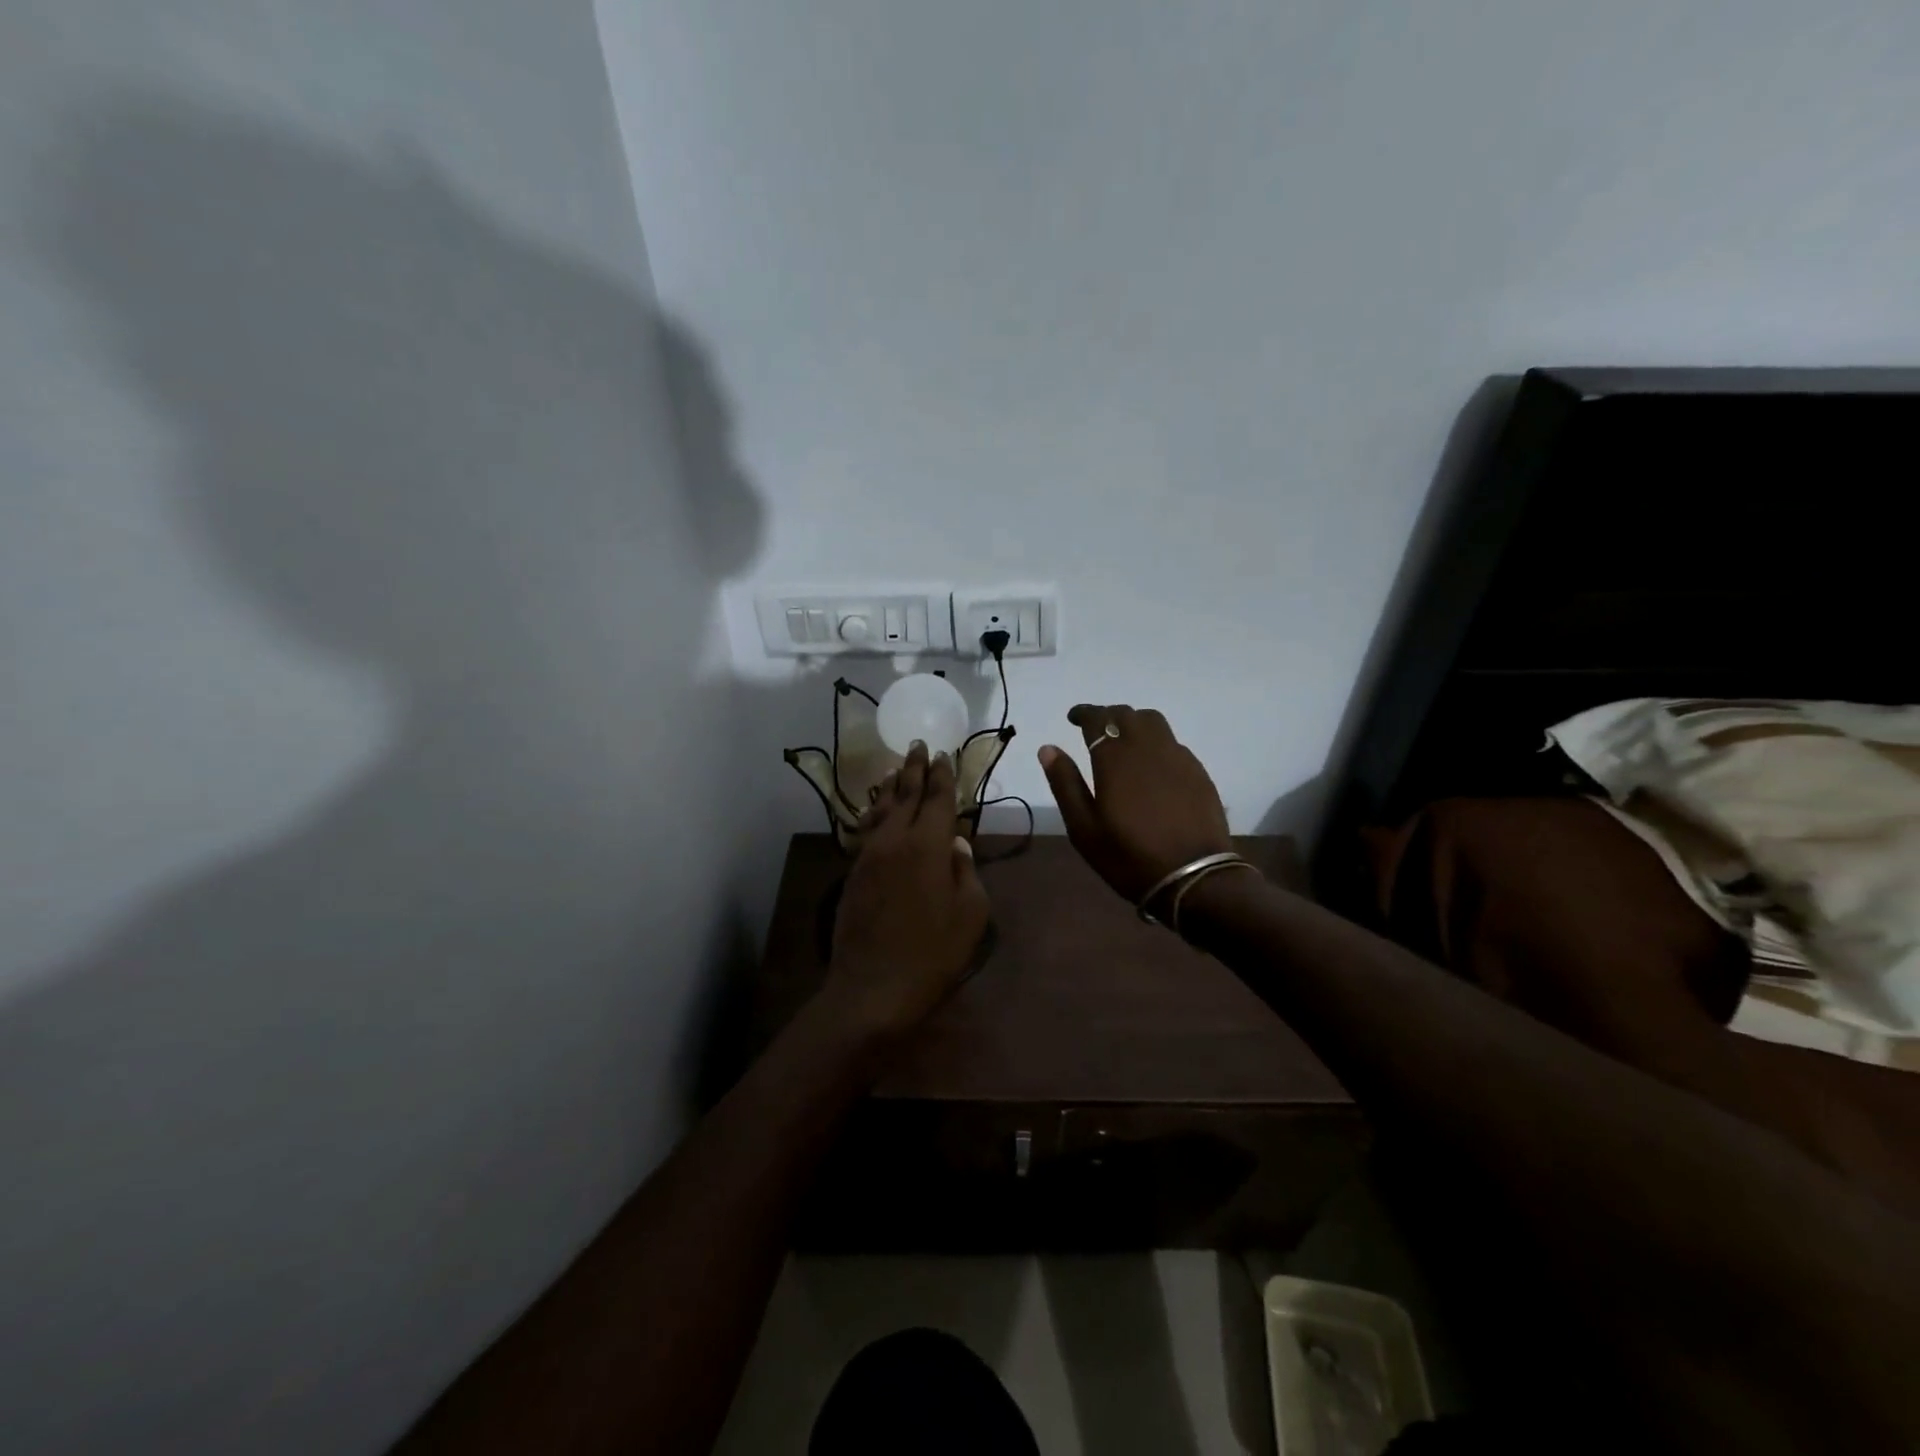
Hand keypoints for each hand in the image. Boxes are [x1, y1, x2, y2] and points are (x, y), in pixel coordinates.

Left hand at [823, 740, 991, 1040]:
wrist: (873, 987)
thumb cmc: (933, 953)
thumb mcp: (971, 915)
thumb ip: (967, 872)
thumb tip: (957, 845)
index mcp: (929, 845)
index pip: (938, 799)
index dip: (943, 775)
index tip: (944, 754)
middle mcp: (895, 840)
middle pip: (906, 794)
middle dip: (914, 768)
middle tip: (918, 745)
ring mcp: (870, 855)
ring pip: (881, 809)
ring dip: (891, 786)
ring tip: (896, 768)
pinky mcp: (854, 873)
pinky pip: (866, 830)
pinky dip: (873, 813)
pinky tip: (875, 810)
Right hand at [1039, 704, 1232, 905]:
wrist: (1193, 878)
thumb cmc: (1129, 856)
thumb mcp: (1084, 828)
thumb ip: (1065, 784)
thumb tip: (1048, 748)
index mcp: (1115, 758)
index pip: (1098, 718)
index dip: (1083, 713)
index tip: (1073, 718)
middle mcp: (1147, 747)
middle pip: (1126, 715)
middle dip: (1107, 716)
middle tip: (1095, 730)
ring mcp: (1177, 757)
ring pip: (1153, 722)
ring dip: (1134, 723)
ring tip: (1124, 741)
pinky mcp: (1198, 772)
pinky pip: (1172, 743)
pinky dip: (1156, 743)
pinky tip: (1152, 766)